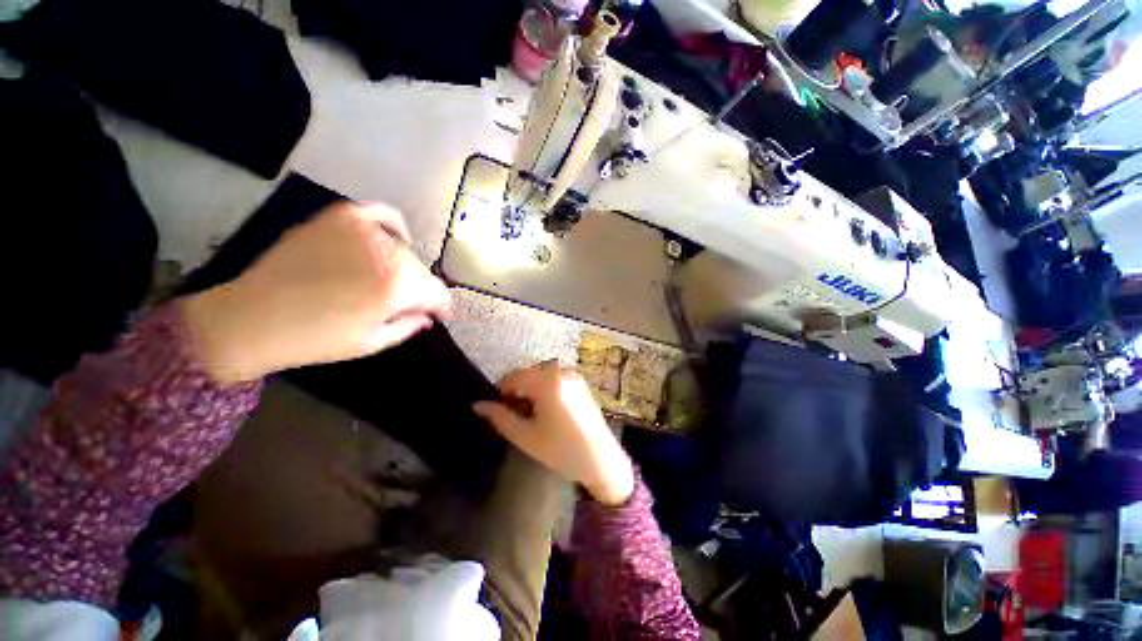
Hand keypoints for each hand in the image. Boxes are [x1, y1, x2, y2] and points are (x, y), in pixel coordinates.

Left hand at [183, 202, 450, 383]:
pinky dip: (393, 226)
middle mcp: (387, 252)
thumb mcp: (373, 342)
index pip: (438, 293)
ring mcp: (362, 231)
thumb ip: (410, 325)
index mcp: (398, 286)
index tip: (438, 315)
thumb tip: (428, 315)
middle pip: (421, 271)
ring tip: (390, 281)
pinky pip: (380, 214)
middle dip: (421, 290)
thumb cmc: (316, 339)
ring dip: (405, 267)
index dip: (442, 307)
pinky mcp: (339, 218)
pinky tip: (390, 239)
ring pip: (404, 249)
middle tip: (409, 304)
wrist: (251, 318)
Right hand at [473, 363, 634, 505]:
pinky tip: (549, 413)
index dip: (502, 393)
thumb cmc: (561, 450)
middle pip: (527, 374)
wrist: (602, 460)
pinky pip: (555, 379)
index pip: (513, 376)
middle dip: (518, 392)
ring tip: (534, 417)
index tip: (503, 414)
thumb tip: (477, 405)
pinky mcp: (581, 383)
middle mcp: (561, 371)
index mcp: (547, 381)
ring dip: (531, 391)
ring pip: (540, 376)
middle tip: (520, 418)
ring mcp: (573, 376)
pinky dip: (545, 390)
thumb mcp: (525, 436)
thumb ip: (499, 418)